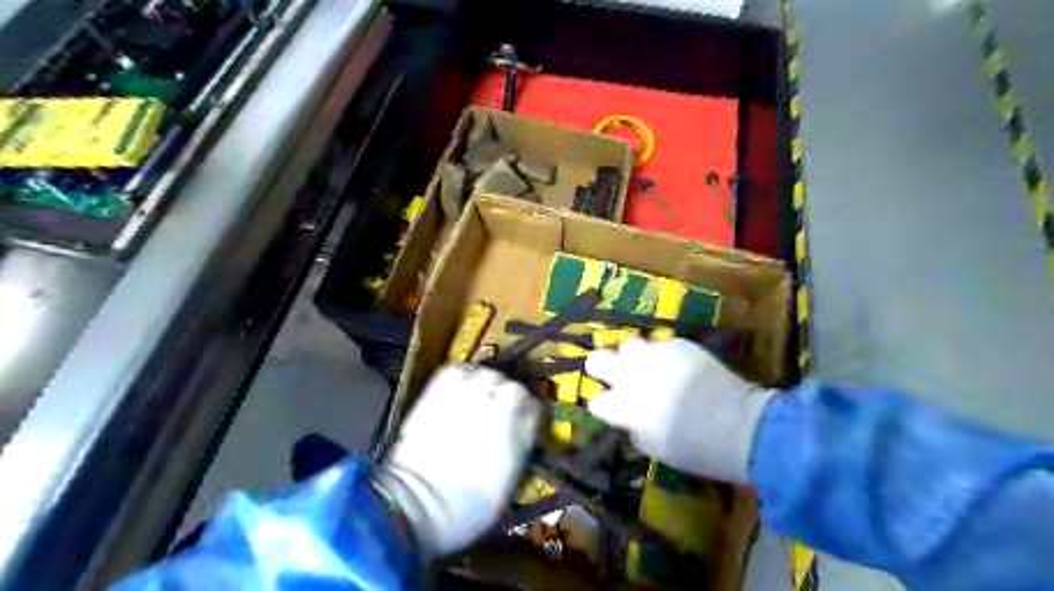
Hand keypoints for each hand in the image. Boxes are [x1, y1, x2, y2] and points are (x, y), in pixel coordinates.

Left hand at [374, 365, 537, 557]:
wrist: (414, 506)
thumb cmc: (468, 509)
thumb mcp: (508, 486)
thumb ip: (519, 449)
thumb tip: (523, 432)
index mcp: (517, 430)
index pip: (534, 405)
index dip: (529, 413)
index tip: (524, 422)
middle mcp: (495, 405)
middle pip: (511, 385)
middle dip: (508, 396)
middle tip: (500, 409)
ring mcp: (465, 395)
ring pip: (485, 374)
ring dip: (486, 383)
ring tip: (480, 396)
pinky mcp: (436, 392)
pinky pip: (456, 370)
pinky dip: (462, 375)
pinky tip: (460, 388)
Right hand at [585, 337, 770, 484]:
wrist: (739, 425)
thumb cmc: (695, 449)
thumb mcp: (656, 448)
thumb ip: (635, 429)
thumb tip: (633, 420)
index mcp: (622, 407)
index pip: (595, 401)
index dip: (603, 405)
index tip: (612, 408)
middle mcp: (630, 376)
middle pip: (597, 360)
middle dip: (601, 366)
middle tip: (613, 374)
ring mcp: (654, 356)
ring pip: (628, 344)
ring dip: (633, 356)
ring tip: (647, 365)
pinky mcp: (678, 345)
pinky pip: (661, 344)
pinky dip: (664, 354)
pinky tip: (678, 366)